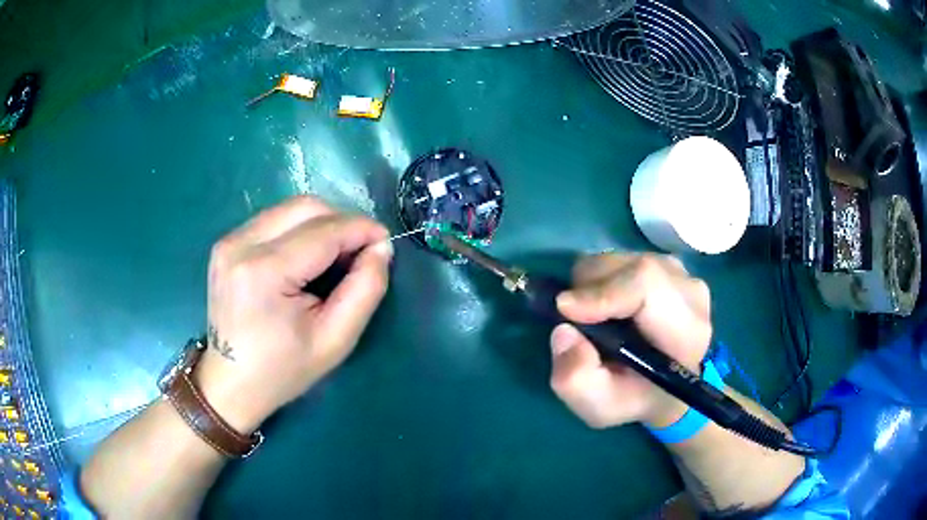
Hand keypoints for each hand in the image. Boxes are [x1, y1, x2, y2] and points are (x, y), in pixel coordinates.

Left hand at [194, 196, 392, 432]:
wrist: (231, 383)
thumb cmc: (283, 370)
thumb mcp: (336, 340)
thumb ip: (365, 290)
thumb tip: (380, 248)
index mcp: (264, 271)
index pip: (324, 231)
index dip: (362, 229)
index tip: (385, 242)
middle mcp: (241, 244)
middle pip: (305, 207)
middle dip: (342, 221)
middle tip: (360, 251)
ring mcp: (229, 241)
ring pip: (289, 209)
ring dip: (321, 224)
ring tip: (335, 257)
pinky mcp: (226, 244)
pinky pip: (273, 220)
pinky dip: (299, 230)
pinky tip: (306, 259)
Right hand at [549, 254, 711, 429]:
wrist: (669, 387)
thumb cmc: (636, 399)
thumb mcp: (600, 408)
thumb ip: (576, 379)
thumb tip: (563, 331)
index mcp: (686, 331)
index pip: (647, 284)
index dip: (602, 291)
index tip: (566, 311)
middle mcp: (690, 292)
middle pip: (630, 266)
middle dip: (589, 288)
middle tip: (576, 321)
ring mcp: (682, 273)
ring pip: (623, 259)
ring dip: (596, 284)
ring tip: (596, 318)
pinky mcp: (670, 265)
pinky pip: (626, 259)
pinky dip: (606, 279)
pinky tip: (612, 308)